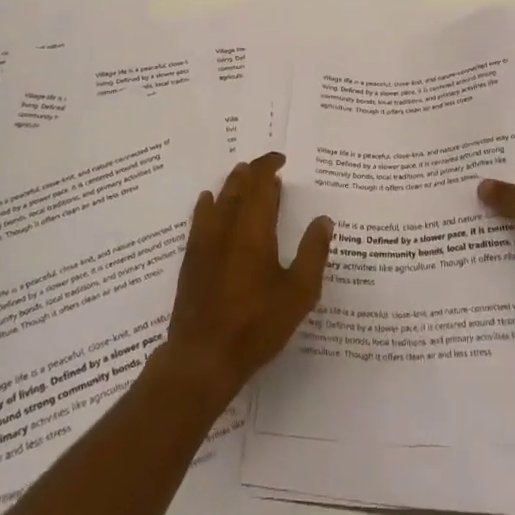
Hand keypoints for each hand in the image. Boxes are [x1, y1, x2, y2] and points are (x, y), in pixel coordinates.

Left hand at [157, 152, 332, 402]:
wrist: (203, 355)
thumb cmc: (256, 323)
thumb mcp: (298, 292)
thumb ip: (312, 253)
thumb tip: (323, 220)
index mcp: (254, 228)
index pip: (260, 183)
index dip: (268, 166)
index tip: (281, 159)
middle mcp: (226, 226)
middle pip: (237, 186)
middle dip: (252, 172)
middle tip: (266, 169)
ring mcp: (204, 241)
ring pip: (218, 199)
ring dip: (231, 184)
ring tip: (242, 177)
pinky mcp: (191, 259)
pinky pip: (199, 218)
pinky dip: (208, 204)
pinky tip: (208, 202)